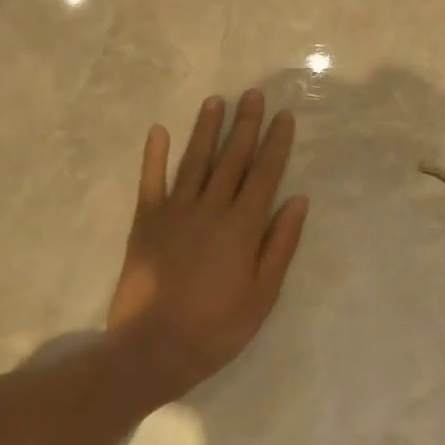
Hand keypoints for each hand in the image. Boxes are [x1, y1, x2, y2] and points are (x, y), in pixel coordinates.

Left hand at [107, 90, 309, 401]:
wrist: (153, 349)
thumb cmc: (217, 327)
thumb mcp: (264, 294)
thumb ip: (281, 244)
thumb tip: (298, 199)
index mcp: (243, 226)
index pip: (265, 174)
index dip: (275, 143)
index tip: (283, 116)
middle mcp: (211, 209)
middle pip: (232, 159)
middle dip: (245, 125)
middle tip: (253, 95)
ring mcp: (176, 212)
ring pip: (195, 161)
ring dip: (206, 129)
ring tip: (216, 101)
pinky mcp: (146, 223)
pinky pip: (151, 182)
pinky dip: (155, 156)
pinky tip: (159, 131)